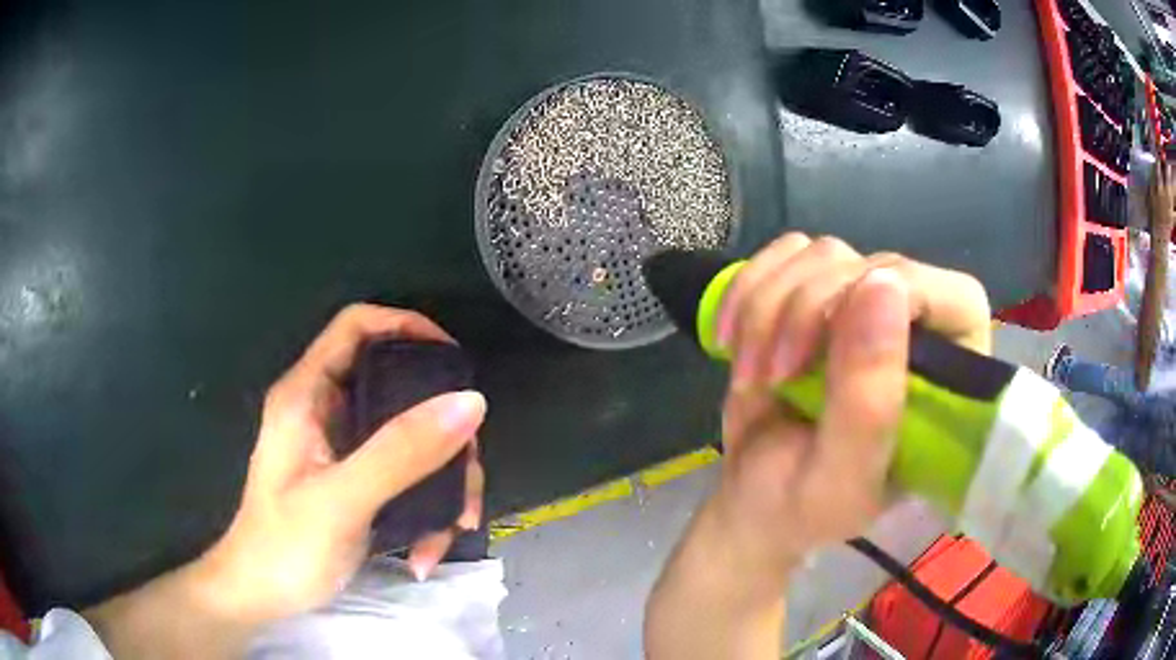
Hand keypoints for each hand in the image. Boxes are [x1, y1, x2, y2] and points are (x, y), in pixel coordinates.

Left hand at [86, 304, 486, 657]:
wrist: (262, 597)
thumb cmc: (285, 547)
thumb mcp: (342, 500)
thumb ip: (401, 451)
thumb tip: (470, 401)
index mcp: (307, 395)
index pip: (357, 327)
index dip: (407, 326)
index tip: (454, 362)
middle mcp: (326, 411)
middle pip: (397, 387)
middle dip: (441, 431)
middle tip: (466, 469)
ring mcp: (343, 450)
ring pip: (411, 439)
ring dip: (443, 482)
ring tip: (456, 528)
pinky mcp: (357, 482)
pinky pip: (407, 478)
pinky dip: (427, 509)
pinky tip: (426, 550)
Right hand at [645, 235, 990, 659]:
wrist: (753, 500)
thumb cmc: (804, 507)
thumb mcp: (840, 478)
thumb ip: (869, 402)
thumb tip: (882, 286)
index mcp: (950, 378)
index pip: (952, 298)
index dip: (896, 300)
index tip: (826, 346)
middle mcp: (917, 328)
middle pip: (874, 266)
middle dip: (807, 313)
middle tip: (773, 375)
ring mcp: (864, 304)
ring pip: (823, 254)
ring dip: (769, 307)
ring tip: (752, 373)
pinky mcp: (816, 292)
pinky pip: (784, 254)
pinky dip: (747, 288)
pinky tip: (731, 337)